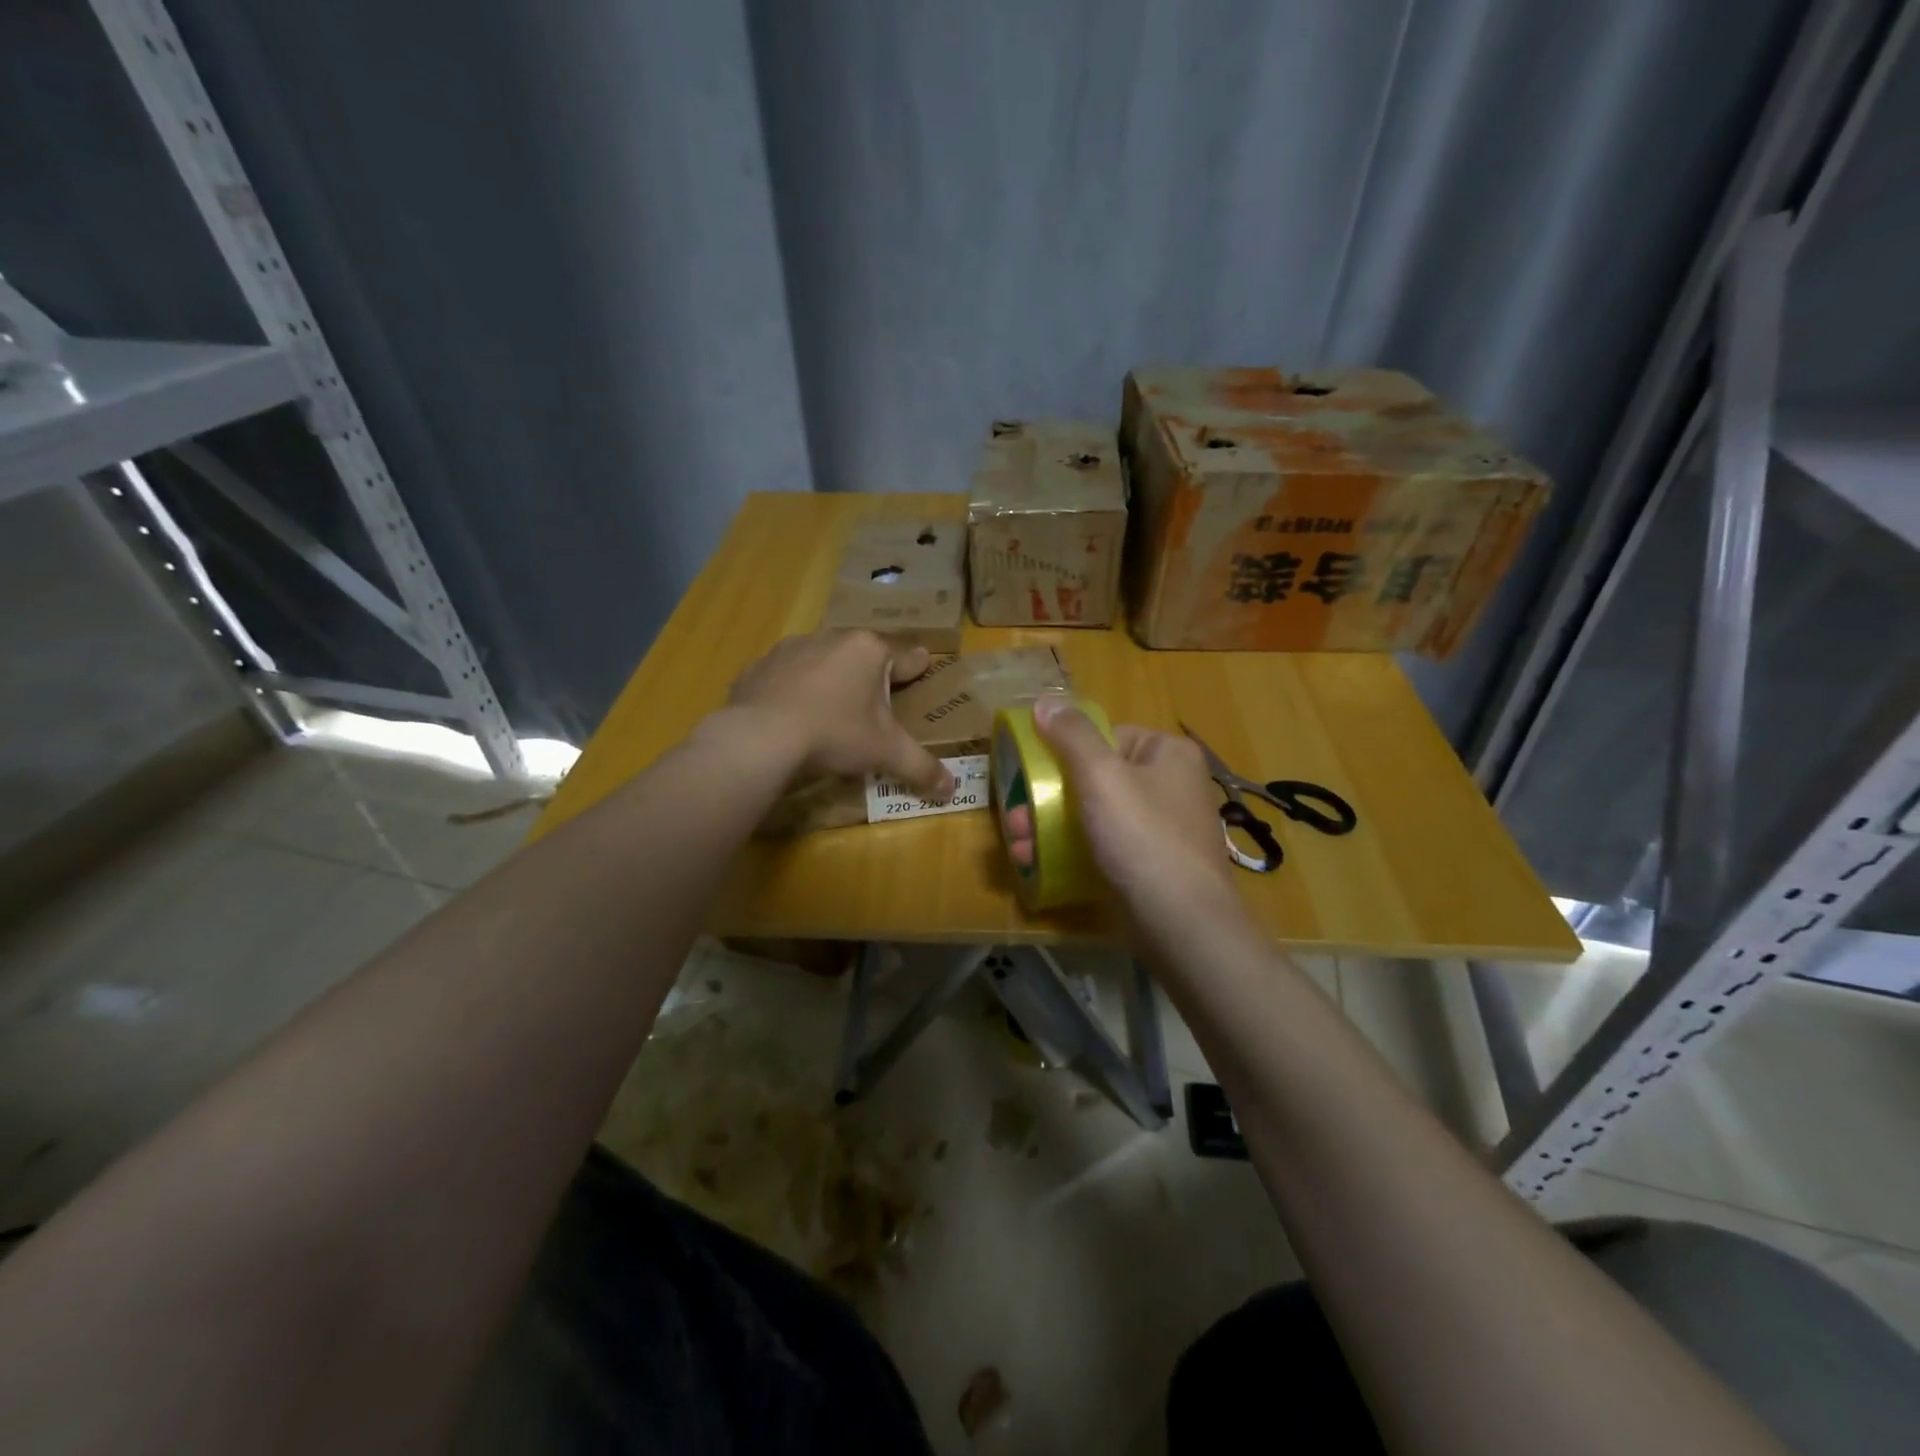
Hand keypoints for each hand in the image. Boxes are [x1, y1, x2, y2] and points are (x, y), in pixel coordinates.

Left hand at [718, 630, 952, 796]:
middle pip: (862, 655)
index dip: (917, 667)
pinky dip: (794, 690)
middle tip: (876, 701)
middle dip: (871, 675)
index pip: (905, 657)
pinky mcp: (759, 666)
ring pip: (823, 660)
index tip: (923, 666)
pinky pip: (786, 676)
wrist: (760, 737)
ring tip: (833, 708)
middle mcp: (832, 638)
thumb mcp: (885, 753)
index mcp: (869, 650)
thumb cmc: (835, 734)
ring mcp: (791, 648)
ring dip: (831, 678)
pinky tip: (793, 715)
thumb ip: (921, 767)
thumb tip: (953, 788)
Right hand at [1006, 698, 1239, 930]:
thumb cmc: (1142, 837)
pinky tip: (1040, 864)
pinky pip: (1105, 846)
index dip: (1064, 750)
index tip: (1030, 772)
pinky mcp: (1150, 865)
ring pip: (1094, 815)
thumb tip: (1045, 702)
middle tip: (1015, 818)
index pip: (1107, 735)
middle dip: (1047, 798)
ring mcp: (1161, 828)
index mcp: (1167, 753)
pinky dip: (1073, 851)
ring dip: (1050, 827)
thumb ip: (1071, 735)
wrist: (1180, 923)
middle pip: (1094, 778)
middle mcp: (1170, 785)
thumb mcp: (1101, 775)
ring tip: (1019, 846)